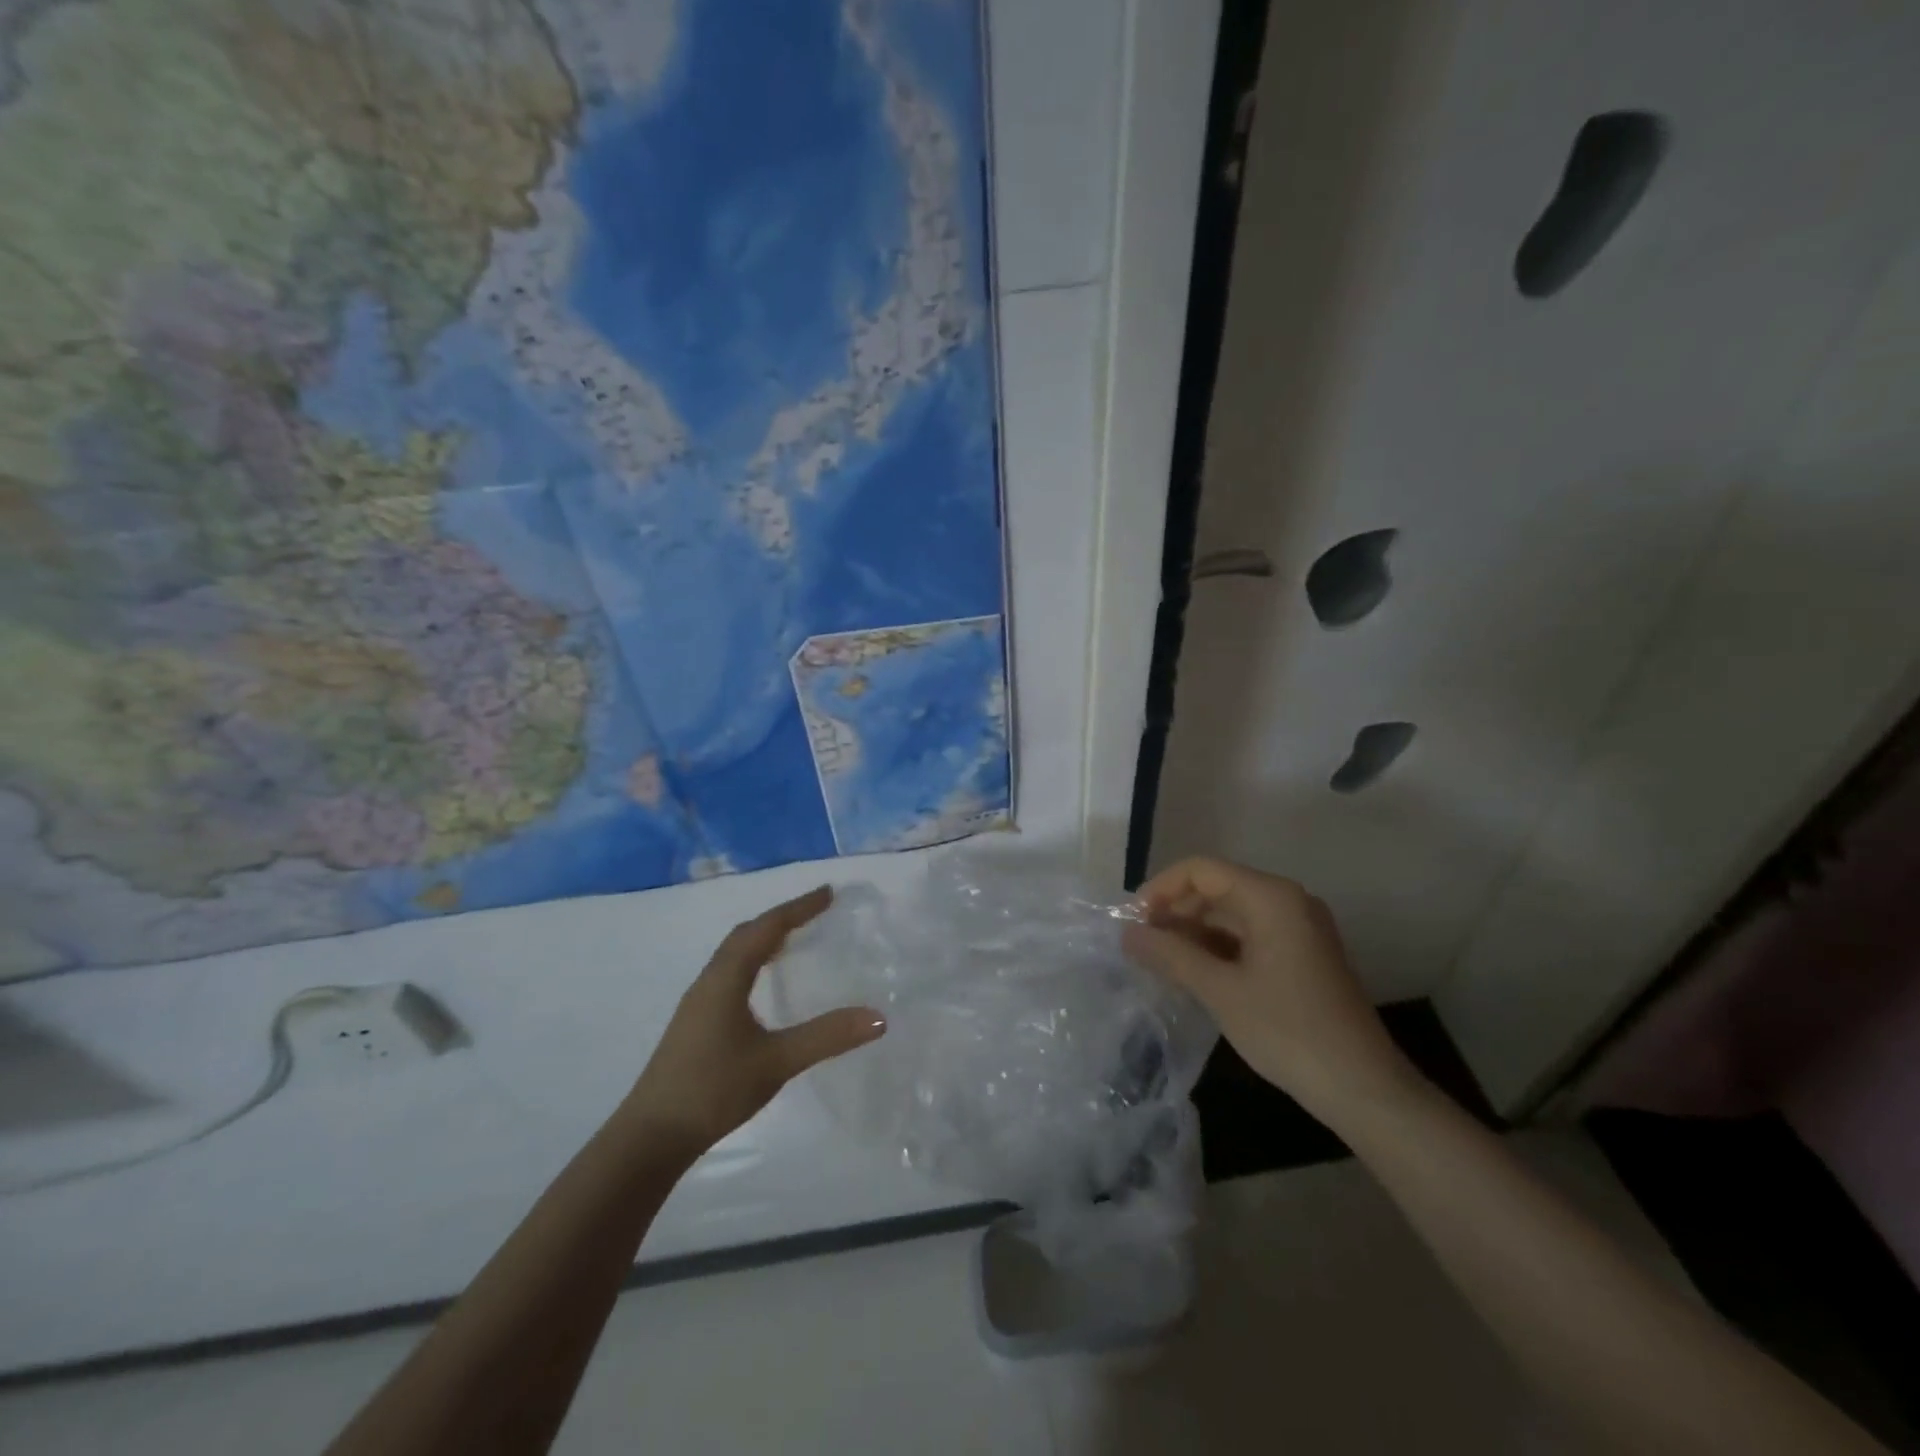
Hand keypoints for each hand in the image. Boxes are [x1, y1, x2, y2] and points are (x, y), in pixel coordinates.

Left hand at [622, 887, 885, 1154]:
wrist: (651, 1136)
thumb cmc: (713, 1089)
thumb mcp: (776, 1062)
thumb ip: (826, 1036)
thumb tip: (878, 1016)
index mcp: (726, 978)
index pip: (766, 928)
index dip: (798, 908)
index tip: (829, 893)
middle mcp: (710, 980)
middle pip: (746, 934)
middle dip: (781, 917)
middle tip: (816, 912)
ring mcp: (699, 1002)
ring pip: (734, 953)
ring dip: (765, 938)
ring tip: (796, 939)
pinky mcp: (696, 1021)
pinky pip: (729, 972)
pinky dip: (753, 961)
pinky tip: (765, 983)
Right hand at [1122, 857, 1418, 1122]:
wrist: (1364, 1089)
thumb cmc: (1288, 1031)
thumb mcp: (1220, 991)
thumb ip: (1169, 955)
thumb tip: (1126, 932)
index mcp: (1271, 897)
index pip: (1201, 870)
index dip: (1160, 889)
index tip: (1132, 922)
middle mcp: (1287, 901)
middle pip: (1216, 888)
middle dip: (1174, 911)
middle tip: (1141, 945)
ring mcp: (1298, 928)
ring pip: (1230, 914)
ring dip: (1193, 932)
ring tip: (1159, 961)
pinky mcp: (1301, 955)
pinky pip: (1248, 935)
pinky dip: (1216, 948)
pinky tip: (1192, 973)